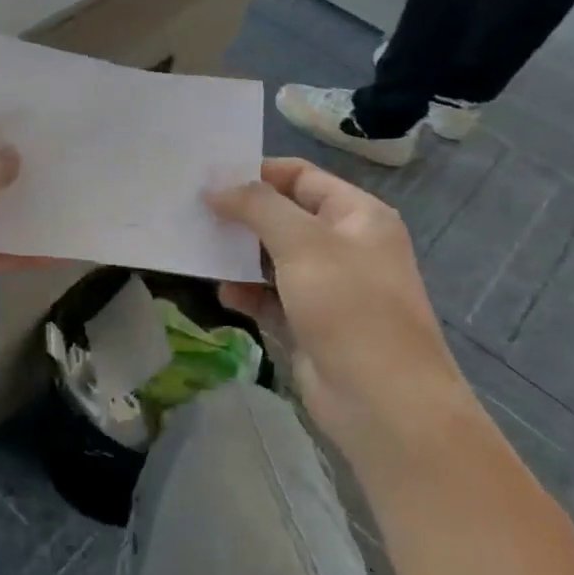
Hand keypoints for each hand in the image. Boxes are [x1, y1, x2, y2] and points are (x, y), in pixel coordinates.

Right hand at [208, 159, 472, 459]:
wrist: (382, 402)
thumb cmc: (349, 307)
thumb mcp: (304, 243)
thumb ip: (257, 206)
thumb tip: (216, 187)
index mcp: (357, 216)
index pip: (300, 177)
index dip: (256, 172)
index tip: (207, 176)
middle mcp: (344, 246)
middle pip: (283, 217)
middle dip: (241, 215)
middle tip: (191, 211)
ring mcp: (326, 288)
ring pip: (271, 259)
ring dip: (238, 255)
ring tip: (198, 250)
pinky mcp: (308, 324)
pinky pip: (269, 297)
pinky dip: (246, 292)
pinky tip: (224, 294)